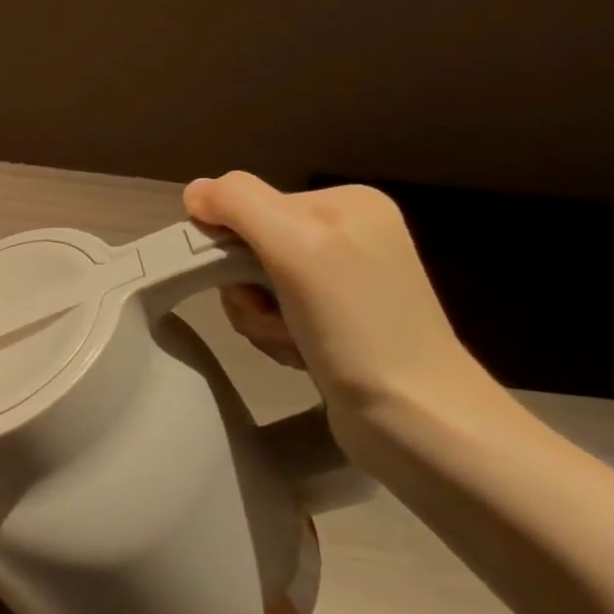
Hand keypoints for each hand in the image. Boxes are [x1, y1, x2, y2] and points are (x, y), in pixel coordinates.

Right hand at [184, 173, 479, 419]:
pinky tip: (300, 354)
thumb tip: (194, 192)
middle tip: (272, 316)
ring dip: (257, 317)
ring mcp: (342, 281)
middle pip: (247, 246)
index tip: (249, 282)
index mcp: (346, 202)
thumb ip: (239, 203)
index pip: (246, 205)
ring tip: (290, 341)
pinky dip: (274, 335)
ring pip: (253, 284)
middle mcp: (346, 234)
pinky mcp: (335, 323)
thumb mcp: (296, 244)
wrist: (418, 420)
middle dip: (245, 288)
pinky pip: (273, 313)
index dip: (229, 245)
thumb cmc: (358, 326)